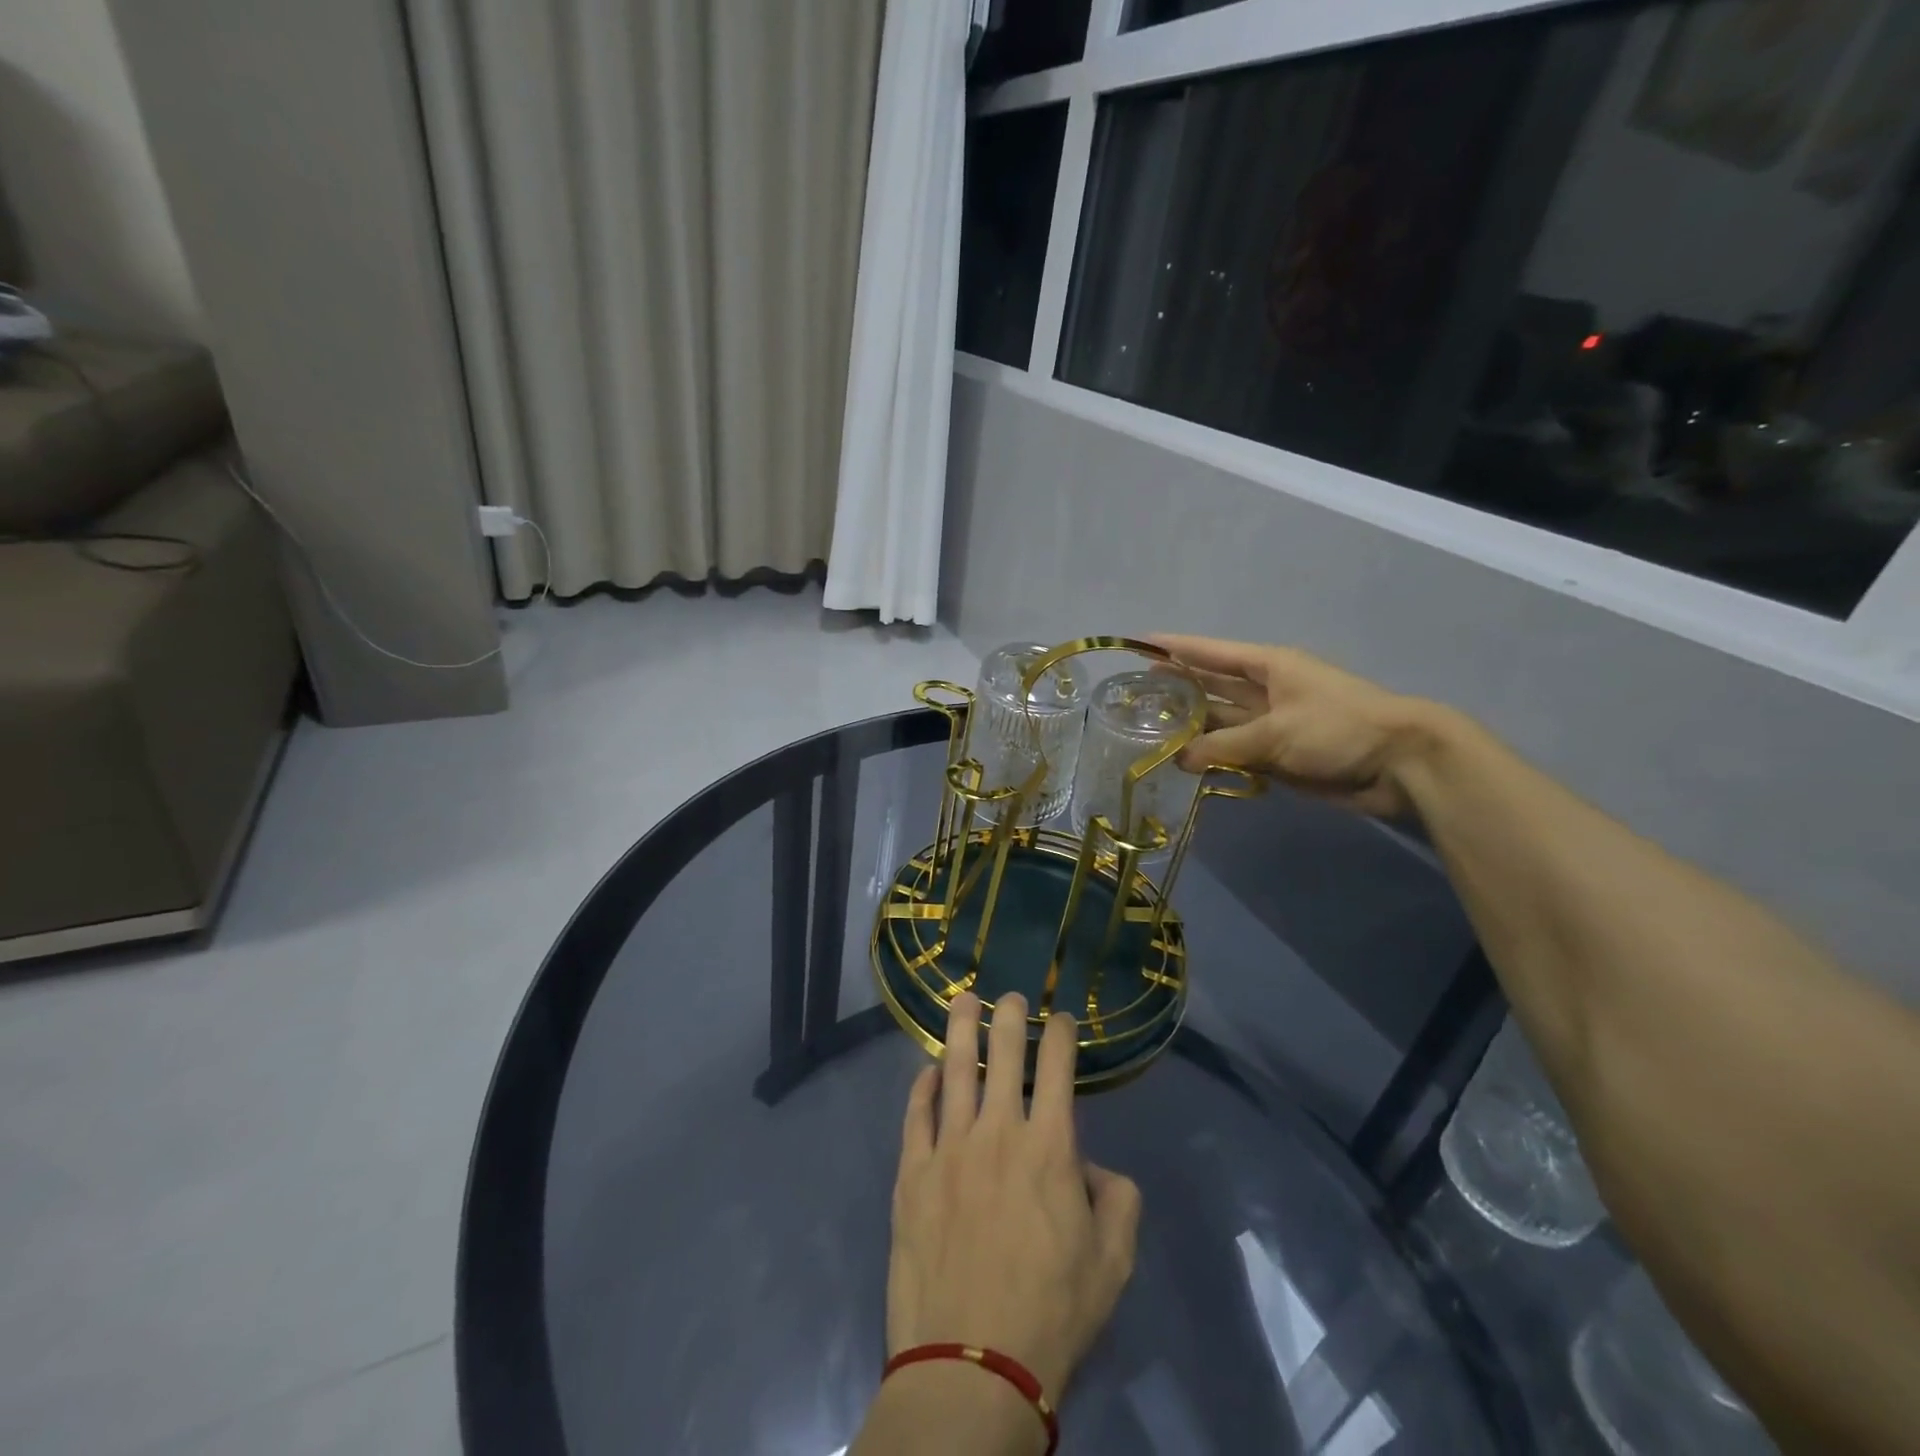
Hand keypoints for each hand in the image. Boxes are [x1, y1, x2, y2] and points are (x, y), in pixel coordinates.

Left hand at [886, 991, 1139, 1399]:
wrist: (972, 1364)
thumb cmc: (1052, 1312)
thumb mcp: (1113, 1262)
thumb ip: (1118, 1199)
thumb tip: (1093, 1166)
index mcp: (1049, 1147)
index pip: (1058, 1068)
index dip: (1061, 1034)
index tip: (1062, 1018)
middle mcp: (998, 1132)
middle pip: (1003, 1053)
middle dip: (1010, 1015)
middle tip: (1011, 995)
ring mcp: (949, 1148)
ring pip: (956, 1070)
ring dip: (962, 1029)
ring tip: (964, 999)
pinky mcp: (912, 1172)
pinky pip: (916, 1114)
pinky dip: (924, 1086)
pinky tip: (930, 1071)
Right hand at [1152, 634, 1437, 817]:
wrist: (1399, 764)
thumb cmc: (1338, 727)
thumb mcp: (1275, 732)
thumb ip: (1223, 745)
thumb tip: (1180, 758)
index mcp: (1268, 666)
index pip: (1211, 652)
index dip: (1175, 647)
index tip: (1139, 643)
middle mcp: (1265, 691)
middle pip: (1211, 686)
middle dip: (1176, 687)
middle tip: (1134, 695)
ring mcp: (1271, 724)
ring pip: (1221, 722)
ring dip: (1191, 726)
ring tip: (1148, 730)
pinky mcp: (1278, 755)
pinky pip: (1235, 752)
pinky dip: (1212, 757)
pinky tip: (1184, 762)